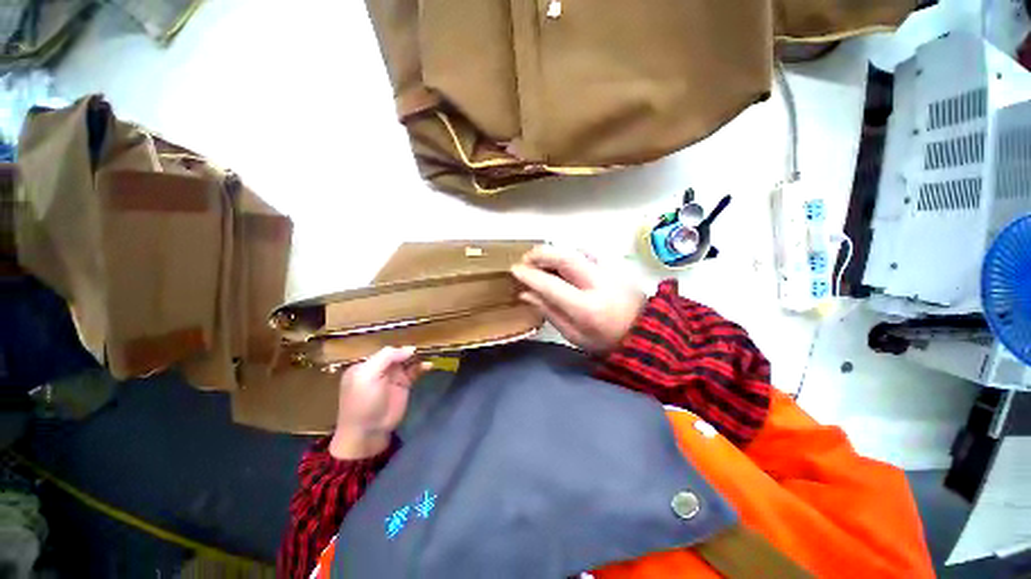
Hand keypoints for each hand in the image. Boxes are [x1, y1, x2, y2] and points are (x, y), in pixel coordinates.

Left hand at [328, 346, 431, 459]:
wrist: (368, 431)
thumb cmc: (363, 402)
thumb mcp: (368, 375)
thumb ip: (386, 357)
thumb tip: (410, 348)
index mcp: (366, 364)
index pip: (385, 350)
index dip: (398, 347)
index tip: (412, 347)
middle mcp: (380, 368)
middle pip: (398, 354)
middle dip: (410, 350)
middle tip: (425, 347)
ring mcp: (393, 376)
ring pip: (408, 361)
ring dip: (418, 357)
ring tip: (430, 353)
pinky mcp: (404, 384)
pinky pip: (415, 371)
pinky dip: (422, 366)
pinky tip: (429, 365)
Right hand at [511, 245, 645, 353]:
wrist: (644, 334)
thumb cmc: (604, 341)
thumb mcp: (573, 335)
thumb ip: (549, 311)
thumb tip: (525, 293)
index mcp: (586, 308)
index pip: (551, 285)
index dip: (530, 275)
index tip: (515, 270)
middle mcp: (599, 284)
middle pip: (566, 257)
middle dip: (541, 254)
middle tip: (526, 259)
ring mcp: (611, 271)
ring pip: (577, 250)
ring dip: (555, 251)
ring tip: (541, 260)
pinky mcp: (617, 266)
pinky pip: (588, 252)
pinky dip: (570, 253)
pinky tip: (562, 262)